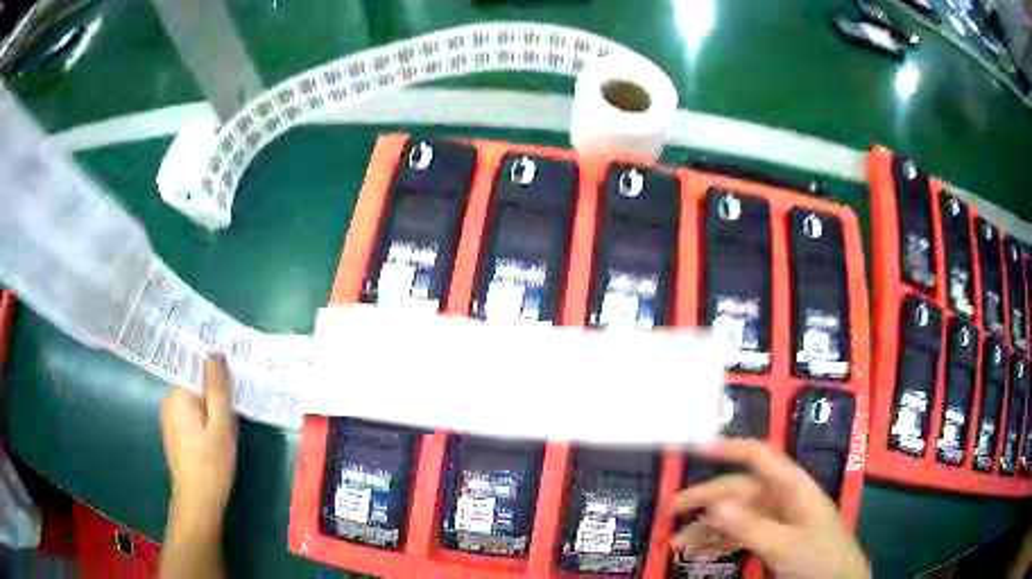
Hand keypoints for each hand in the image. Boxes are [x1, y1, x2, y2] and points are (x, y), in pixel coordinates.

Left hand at [160, 352, 237, 530]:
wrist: (197, 502)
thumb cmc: (212, 463)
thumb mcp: (221, 424)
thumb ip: (218, 387)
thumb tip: (216, 352)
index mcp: (177, 394)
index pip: (199, 372)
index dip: (219, 379)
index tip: (235, 388)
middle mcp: (168, 401)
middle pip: (196, 387)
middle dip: (215, 395)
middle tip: (234, 414)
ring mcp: (168, 418)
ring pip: (194, 403)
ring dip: (210, 409)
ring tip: (227, 427)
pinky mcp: (172, 433)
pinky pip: (189, 416)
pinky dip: (202, 420)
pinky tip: (214, 438)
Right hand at [670, 439, 869, 578]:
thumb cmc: (818, 557)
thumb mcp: (783, 544)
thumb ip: (749, 526)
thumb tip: (714, 505)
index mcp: (791, 486)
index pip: (758, 456)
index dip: (729, 448)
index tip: (697, 447)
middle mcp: (782, 497)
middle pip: (740, 489)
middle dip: (706, 499)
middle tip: (672, 510)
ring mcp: (777, 519)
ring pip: (736, 515)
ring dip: (708, 527)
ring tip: (678, 543)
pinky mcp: (774, 538)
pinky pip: (741, 535)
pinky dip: (720, 543)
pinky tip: (699, 554)